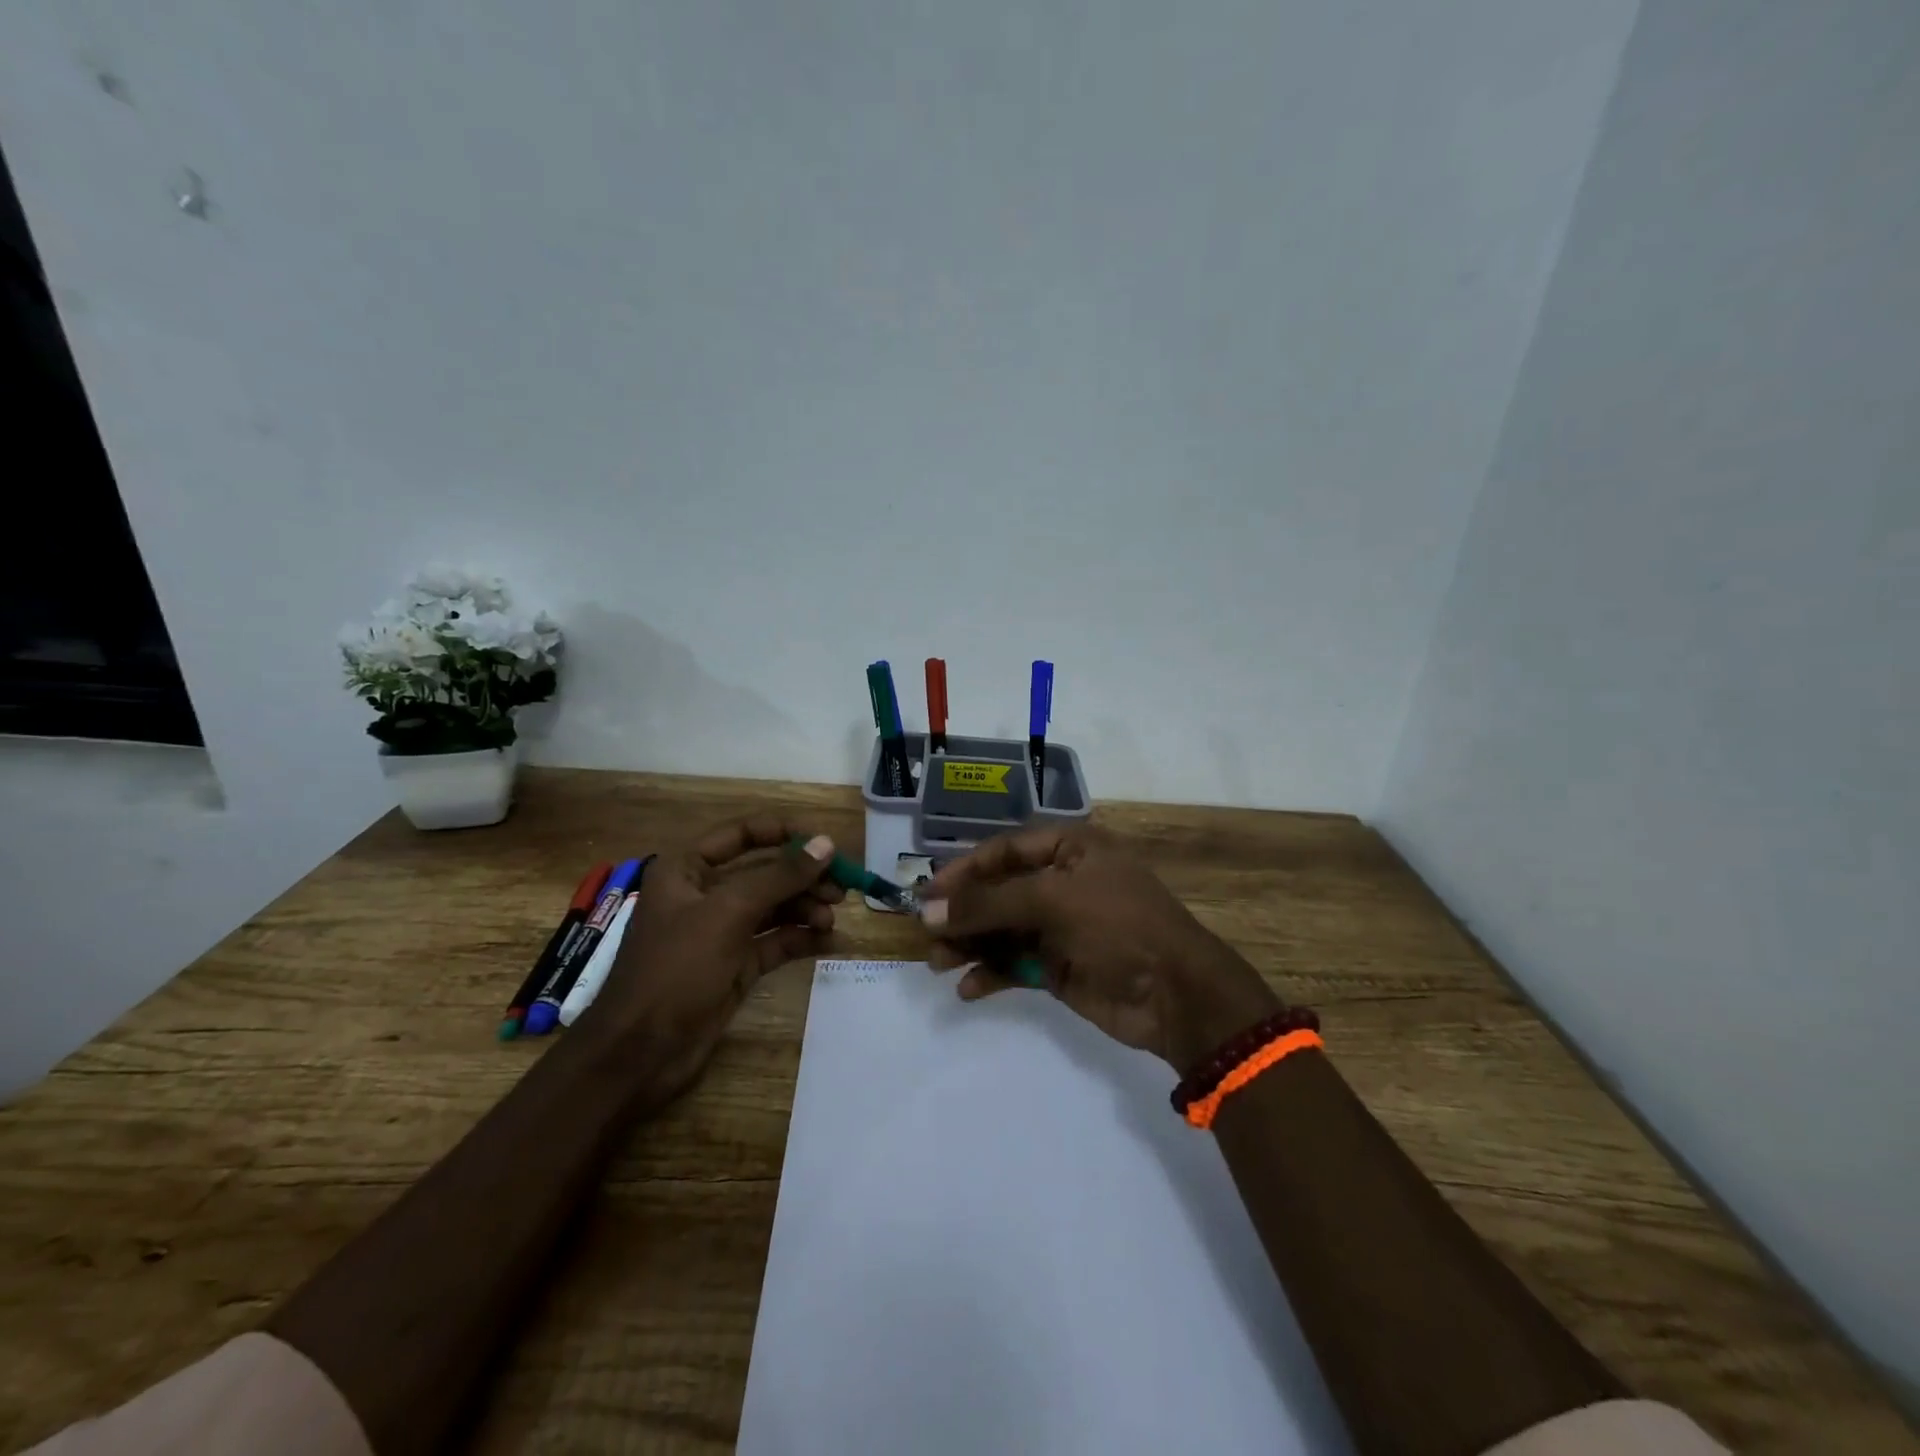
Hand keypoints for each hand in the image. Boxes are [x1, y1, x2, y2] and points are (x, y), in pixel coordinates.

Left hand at [581, 817, 840, 1102]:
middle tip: (842, 888)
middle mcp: (705, 894)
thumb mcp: (728, 914)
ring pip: (775, 907)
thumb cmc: (675, 969)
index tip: (826, 844)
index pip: (743, 833)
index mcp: (688, 869)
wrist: (640, 1054)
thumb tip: (826, 844)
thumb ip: (780, 876)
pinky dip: (802, 938)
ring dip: (806, 908)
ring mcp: (721, 932)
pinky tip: (831, 941)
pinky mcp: (736, 965)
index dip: (785, 833)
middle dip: (804, 877)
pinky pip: (776, 941)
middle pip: (765, 872)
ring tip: (831, 920)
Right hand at [917, 826, 1280, 1071]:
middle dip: (964, 913)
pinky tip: (967, 988)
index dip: (964, 870)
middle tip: (926, 935)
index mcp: (1070, 849)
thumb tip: (929, 912)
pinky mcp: (1058, 967)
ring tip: (937, 963)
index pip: (1004, 851)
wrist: (1176, 995)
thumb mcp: (1053, 901)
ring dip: (970, 944)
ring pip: (1001, 929)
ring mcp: (1060, 926)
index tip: (928, 894)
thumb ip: (989, 905)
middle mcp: (1062, 882)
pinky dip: (990, 973)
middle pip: (999, 892)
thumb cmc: (1118, 925)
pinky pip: (1014, 964)